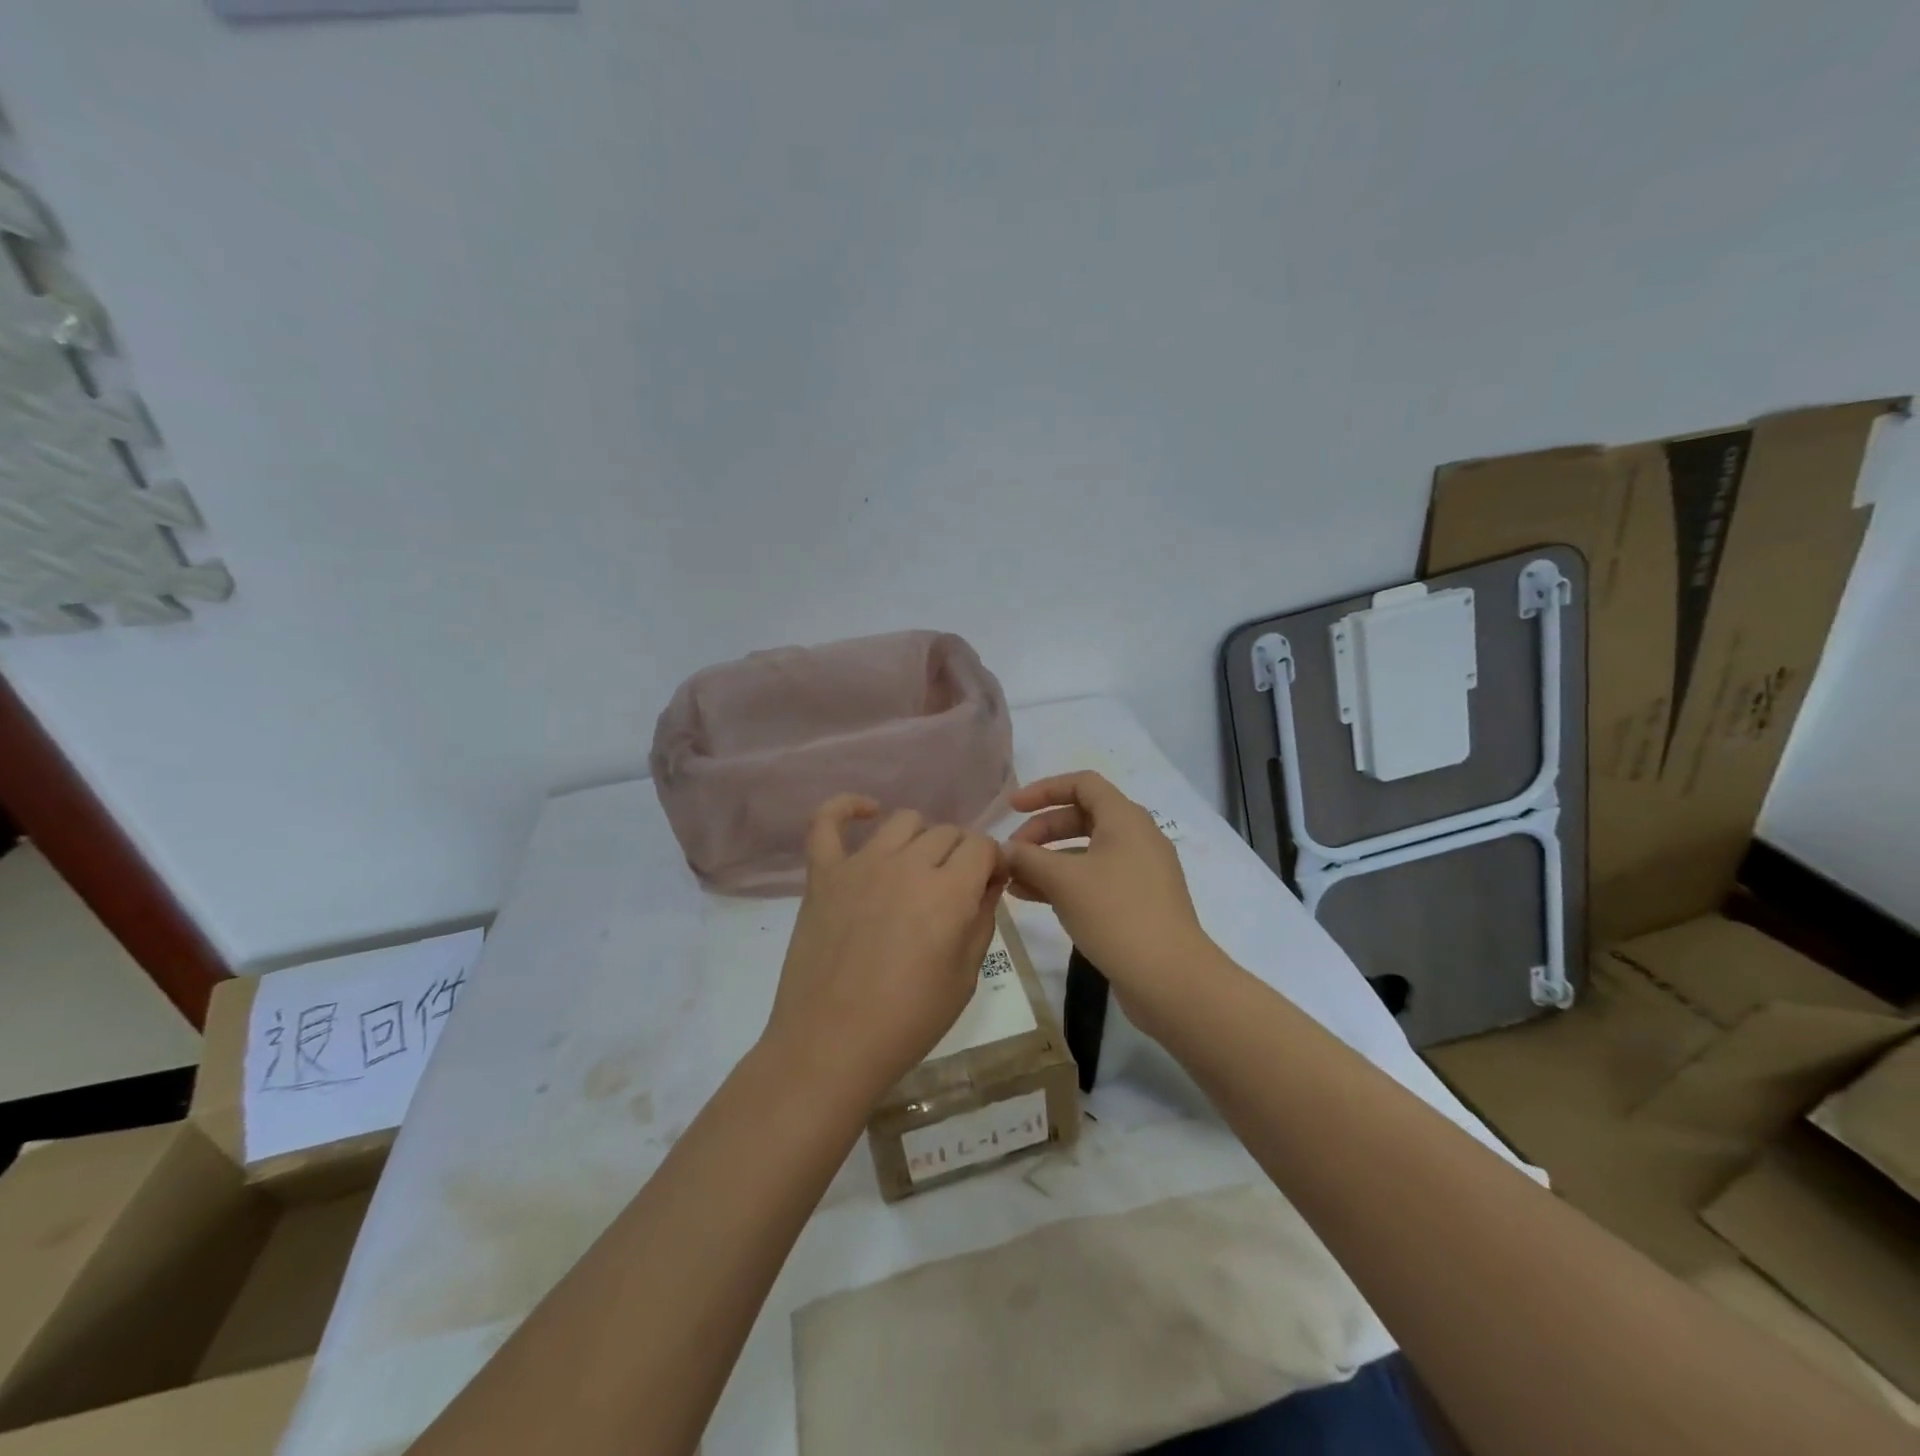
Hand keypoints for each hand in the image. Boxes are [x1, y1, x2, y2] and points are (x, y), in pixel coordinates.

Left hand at [763, 795, 1006, 1105]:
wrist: (831, 1045)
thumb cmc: (908, 1021)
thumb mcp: (966, 977)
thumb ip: (983, 919)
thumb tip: (989, 882)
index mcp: (949, 892)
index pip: (982, 845)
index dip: (992, 862)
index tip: (989, 885)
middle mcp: (907, 865)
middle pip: (947, 832)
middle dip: (961, 855)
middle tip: (954, 890)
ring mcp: (860, 865)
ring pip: (903, 820)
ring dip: (920, 838)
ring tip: (917, 868)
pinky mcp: (823, 874)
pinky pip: (826, 822)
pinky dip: (846, 808)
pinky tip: (866, 812)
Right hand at [1003, 772, 1213, 1024]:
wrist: (1169, 979)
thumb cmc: (1116, 914)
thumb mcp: (1064, 881)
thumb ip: (1028, 859)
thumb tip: (1004, 851)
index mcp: (1125, 819)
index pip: (1082, 784)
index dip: (1044, 790)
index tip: (1012, 809)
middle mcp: (1136, 837)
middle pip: (1082, 817)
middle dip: (1042, 831)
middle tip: (1012, 853)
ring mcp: (1140, 872)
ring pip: (1086, 852)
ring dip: (1048, 860)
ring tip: (1013, 881)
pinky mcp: (1138, 902)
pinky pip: (1095, 878)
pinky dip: (1065, 882)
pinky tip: (1034, 899)